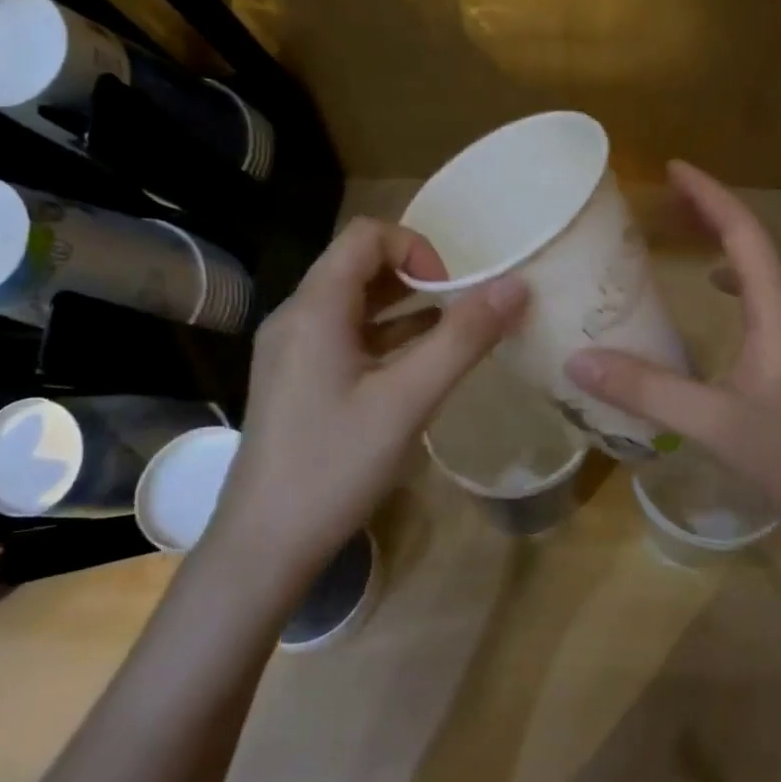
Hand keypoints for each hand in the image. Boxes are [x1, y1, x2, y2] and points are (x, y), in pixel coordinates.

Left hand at [206, 218, 526, 574]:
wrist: (264, 545)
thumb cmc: (334, 466)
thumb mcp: (408, 400)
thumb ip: (463, 339)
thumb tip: (516, 286)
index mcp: (314, 308)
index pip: (367, 236)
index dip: (417, 249)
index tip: (453, 293)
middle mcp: (296, 318)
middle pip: (359, 266)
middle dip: (417, 279)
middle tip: (461, 316)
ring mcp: (292, 351)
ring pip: (354, 305)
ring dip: (405, 310)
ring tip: (450, 338)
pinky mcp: (296, 381)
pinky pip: (345, 339)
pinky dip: (385, 340)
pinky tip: (417, 370)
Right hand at [566, 161, 780, 547]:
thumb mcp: (715, 423)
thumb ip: (647, 390)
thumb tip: (578, 360)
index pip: (744, 233)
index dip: (709, 196)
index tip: (672, 169)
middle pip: (756, 243)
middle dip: (711, 213)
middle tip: (664, 199)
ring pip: (764, 271)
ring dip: (726, 245)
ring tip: (684, 235)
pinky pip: (768, 299)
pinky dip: (737, 281)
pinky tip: (716, 296)